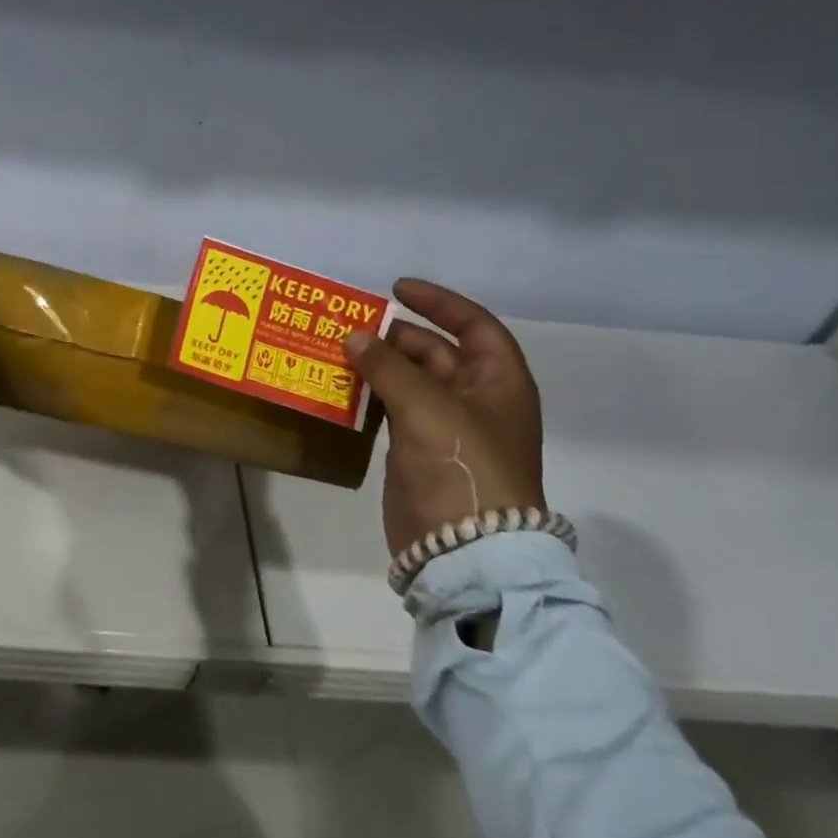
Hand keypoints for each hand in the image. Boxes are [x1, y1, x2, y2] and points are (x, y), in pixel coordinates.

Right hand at [345, 280, 544, 558]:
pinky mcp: (419, 453)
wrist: (464, 548)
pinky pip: (393, 411)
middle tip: (353, 328)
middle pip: (436, 353)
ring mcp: (447, 429)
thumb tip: (353, 336)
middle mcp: (477, 400)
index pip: (473, 325)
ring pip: (411, 382)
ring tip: (339, 352)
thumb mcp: (426, 406)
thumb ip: (387, 366)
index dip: (438, 302)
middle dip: (397, 337)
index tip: (396, 289)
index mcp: (498, 383)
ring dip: (379, 366)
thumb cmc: (461, 465)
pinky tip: (342, 389)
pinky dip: (370, 396)